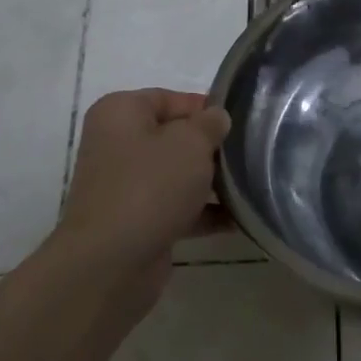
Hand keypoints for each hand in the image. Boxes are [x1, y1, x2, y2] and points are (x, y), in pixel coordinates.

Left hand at [50, 89, 231, 307]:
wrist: (111, 262)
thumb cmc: (150, 186)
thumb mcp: (191, 143)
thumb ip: (210, 124)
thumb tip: (216, 119)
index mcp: (120, 113)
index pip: (170, 98)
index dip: (205, 108)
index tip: (239, 123)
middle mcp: (116, 145)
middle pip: (174, 137)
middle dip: (210, 147)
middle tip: (247, 154)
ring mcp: (124, 186)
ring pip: (177, 174)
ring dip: (210, 181)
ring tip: (249, 186)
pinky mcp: (136, 221)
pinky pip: (176, 207)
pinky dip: (203, 211)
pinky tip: (237, 219)